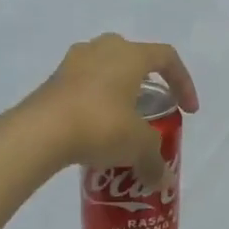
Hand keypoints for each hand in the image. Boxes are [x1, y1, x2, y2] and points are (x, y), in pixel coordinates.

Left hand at [20, 34, 198, 186]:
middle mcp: (102, 48)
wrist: (40, 132)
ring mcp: (72, 62)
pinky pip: (82, 85)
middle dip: (146, 81)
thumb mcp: (137, 146)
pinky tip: (93, 128)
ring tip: (121, 120)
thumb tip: (161, 180)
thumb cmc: (100, 125)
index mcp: (130, 55)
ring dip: (117, 90)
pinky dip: (93, 102)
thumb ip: (154, 160)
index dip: (183, 82)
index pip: (167, 57)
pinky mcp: (52, 81)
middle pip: (133, 57)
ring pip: (104, 69)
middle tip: (150, 107)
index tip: (188, 110)